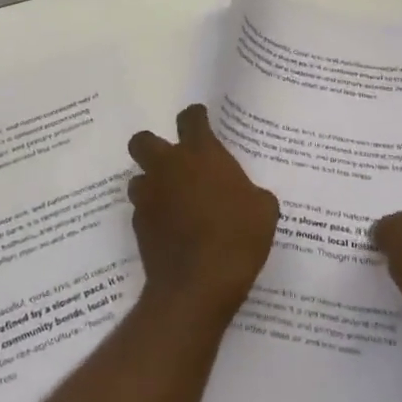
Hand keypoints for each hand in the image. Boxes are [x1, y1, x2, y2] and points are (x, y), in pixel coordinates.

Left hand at [127, 105, 279, 325]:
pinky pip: (141, 210)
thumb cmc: (237, 237)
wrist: (198, 283)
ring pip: (138, 177)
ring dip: (151, 185)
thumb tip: (245, 194)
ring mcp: (149, 195)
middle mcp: (168, 166)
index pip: (191, 118)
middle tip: (173, 163)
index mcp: (201, 153)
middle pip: (143, 140)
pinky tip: (170, 231)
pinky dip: (153, 215)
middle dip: (153, 146)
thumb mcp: (263, 210)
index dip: (196, 117)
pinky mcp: (138, 224)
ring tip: (171, 202)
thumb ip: (250, 192)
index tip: (201, 122)